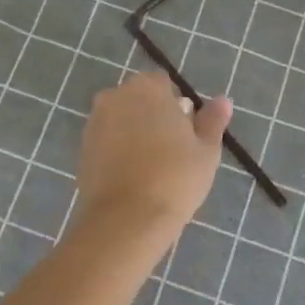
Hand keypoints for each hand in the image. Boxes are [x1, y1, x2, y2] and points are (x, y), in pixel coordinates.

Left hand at [75, 72, 231, 236]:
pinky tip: (133, 177)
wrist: (126, 219)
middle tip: (172, 151)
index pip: (164, 85)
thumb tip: (222, 100)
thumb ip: (212, 121)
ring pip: (122, 120)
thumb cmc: (175, 178)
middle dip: (154, 118)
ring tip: (153, 167)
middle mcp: (115, 96)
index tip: (186, 134)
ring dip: (135, 134)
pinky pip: (107, 142)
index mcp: (147, 87)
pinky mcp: (82, 149)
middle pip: (140, 100)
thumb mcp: (206, 150)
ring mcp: (94, 122)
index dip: (177, 108)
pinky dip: (119, 151)